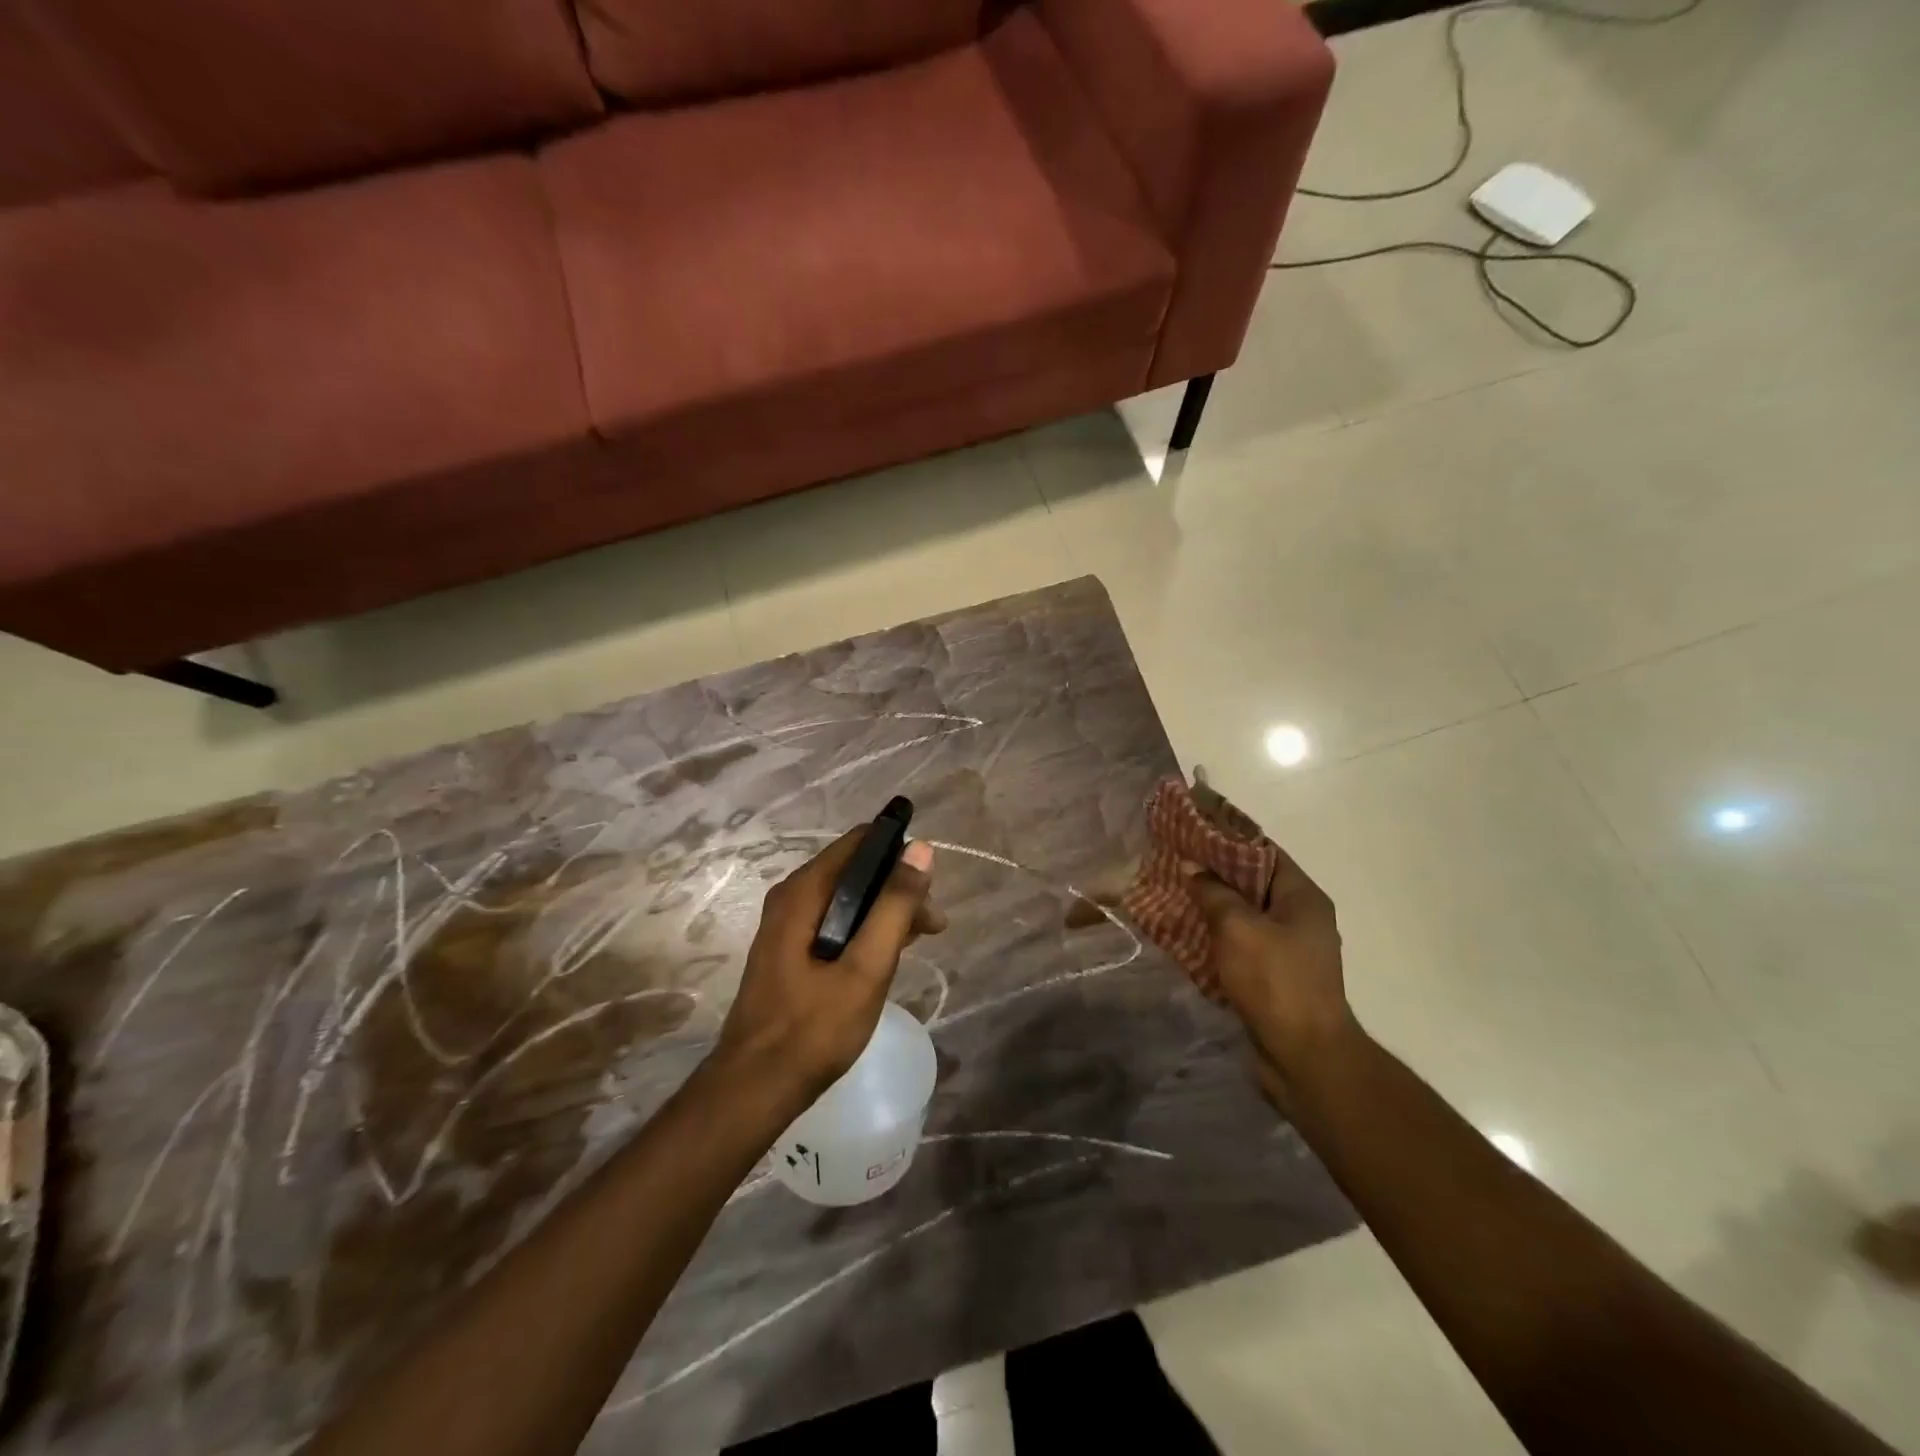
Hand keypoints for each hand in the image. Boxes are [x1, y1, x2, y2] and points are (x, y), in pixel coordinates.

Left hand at [712, 829, 943, 1104]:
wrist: (756, 1088)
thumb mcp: (866, 967)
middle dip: (897, 887)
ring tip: (921, 939)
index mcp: (804, 892)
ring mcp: (787, 924)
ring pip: (847, 897)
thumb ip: (895, 906)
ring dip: (886, 910)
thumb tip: (921, 849)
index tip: (931, 882)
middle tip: (934, 925)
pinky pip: (835, 921)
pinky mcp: (790, 949)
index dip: (899, 851)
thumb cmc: (814, 1028)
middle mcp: (791, 897)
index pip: (859, 842)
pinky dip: (866, 928)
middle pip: (855, 870)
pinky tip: (888, 952)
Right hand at [1187, 849, 1359, 1109]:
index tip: (1191, 829)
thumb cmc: (1275, 981)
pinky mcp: (1275, 976)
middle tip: (1175, 861)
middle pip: (1252, 882)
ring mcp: (1289, 949)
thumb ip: (1214, 892)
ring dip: (1211, 905)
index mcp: (1302, 897)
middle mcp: (1300, 917)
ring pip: (1244, 914)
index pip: (1263, 851)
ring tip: (1173, 893)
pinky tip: (1186, 933)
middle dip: (1214, 872)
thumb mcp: (1238, 927)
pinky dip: (1216, 936)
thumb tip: (1193, 867)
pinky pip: (1241, 943)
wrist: (1304, 1056)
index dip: (1227, 837)